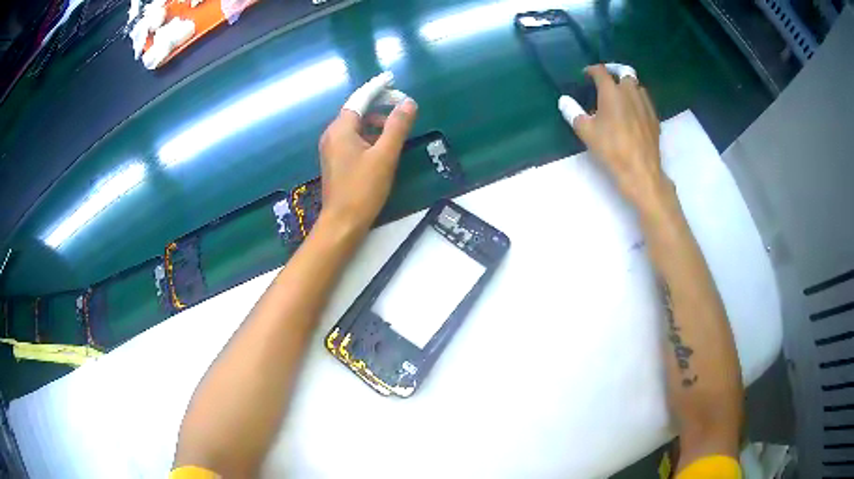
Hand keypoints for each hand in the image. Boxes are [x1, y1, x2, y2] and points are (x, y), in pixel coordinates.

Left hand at [318, 97, 417, 234]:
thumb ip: (397, 127)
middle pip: (357, 111)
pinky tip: (383, 145)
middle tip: (402, 106)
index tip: (392, 78)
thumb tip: (409, 103)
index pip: (360, 99)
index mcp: (341, 129)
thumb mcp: (385, 156)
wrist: (342, 223)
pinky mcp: (336, 160)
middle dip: (379, 105)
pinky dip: (369, 136)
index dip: (377, 88)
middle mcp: (333, 134)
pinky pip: (354, 139)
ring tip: (396, 128)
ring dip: (376, 122)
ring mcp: (332, 148)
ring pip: (357, 126)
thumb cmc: (363, 189)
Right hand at [561, 64, 670, 212]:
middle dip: (614, 73)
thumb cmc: (611, 149)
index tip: (586, 75)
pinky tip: (633, 111)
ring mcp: (645, 105)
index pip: (601, 71)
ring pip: (637, 86)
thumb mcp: (586, 132)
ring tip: (620, 94)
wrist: (640, 171)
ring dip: (627, 85)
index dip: (592, 70)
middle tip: (606, 80)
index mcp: (612, 92)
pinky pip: (645, 101)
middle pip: (624, 73)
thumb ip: (573, 112)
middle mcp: (630, 92)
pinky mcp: (654, 118)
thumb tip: (564, 100)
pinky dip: (637, 99)